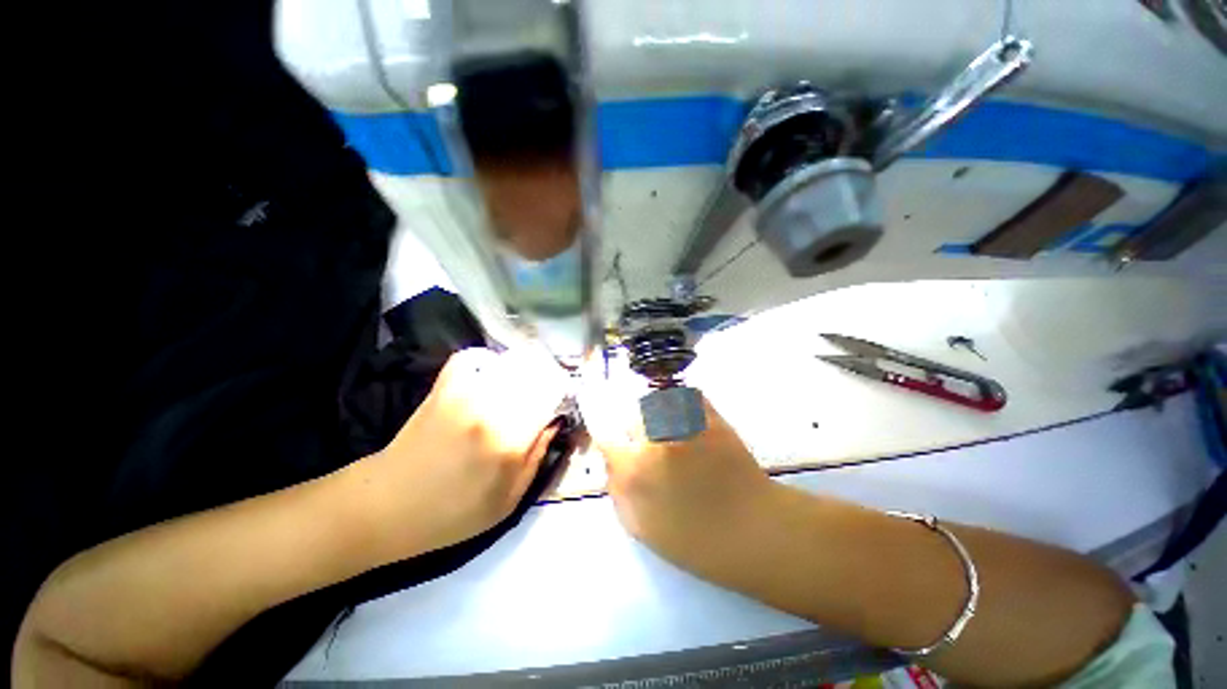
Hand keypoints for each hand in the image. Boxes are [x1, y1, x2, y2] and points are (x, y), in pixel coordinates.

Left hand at [365, 347, 568, 555]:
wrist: (386, 507)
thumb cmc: (452, 515)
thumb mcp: (508, 501)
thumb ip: (538, 457)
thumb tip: (556, 420)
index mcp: (510, 440)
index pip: (553, 393)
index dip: (564, 394)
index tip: (562, 403)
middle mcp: (490, 408)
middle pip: (537, 370)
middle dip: (548, 379)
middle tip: (545, 395)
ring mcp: (464, 392)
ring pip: (511, 361)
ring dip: (524, 370)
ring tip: (522, 388)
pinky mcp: (443, 387)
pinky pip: (474, 357)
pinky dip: (488, 363)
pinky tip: (491, 378)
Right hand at [580, 382, 776, 574]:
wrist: (753, 531)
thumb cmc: (695, 540)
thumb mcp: (641, 529)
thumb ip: (618, 491)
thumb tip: (612, 461)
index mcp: (634, 469)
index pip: (606, 439)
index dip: (613, 442)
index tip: (620, 446)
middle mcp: (654, 439)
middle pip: (633, 418)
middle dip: (639, 431)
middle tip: (655, 447)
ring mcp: (684, 424)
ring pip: (658, 403)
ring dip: (661, 416)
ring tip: (677, 435)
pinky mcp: (709, 416)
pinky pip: (687, 397)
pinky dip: (685, 404)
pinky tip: (692, 423)